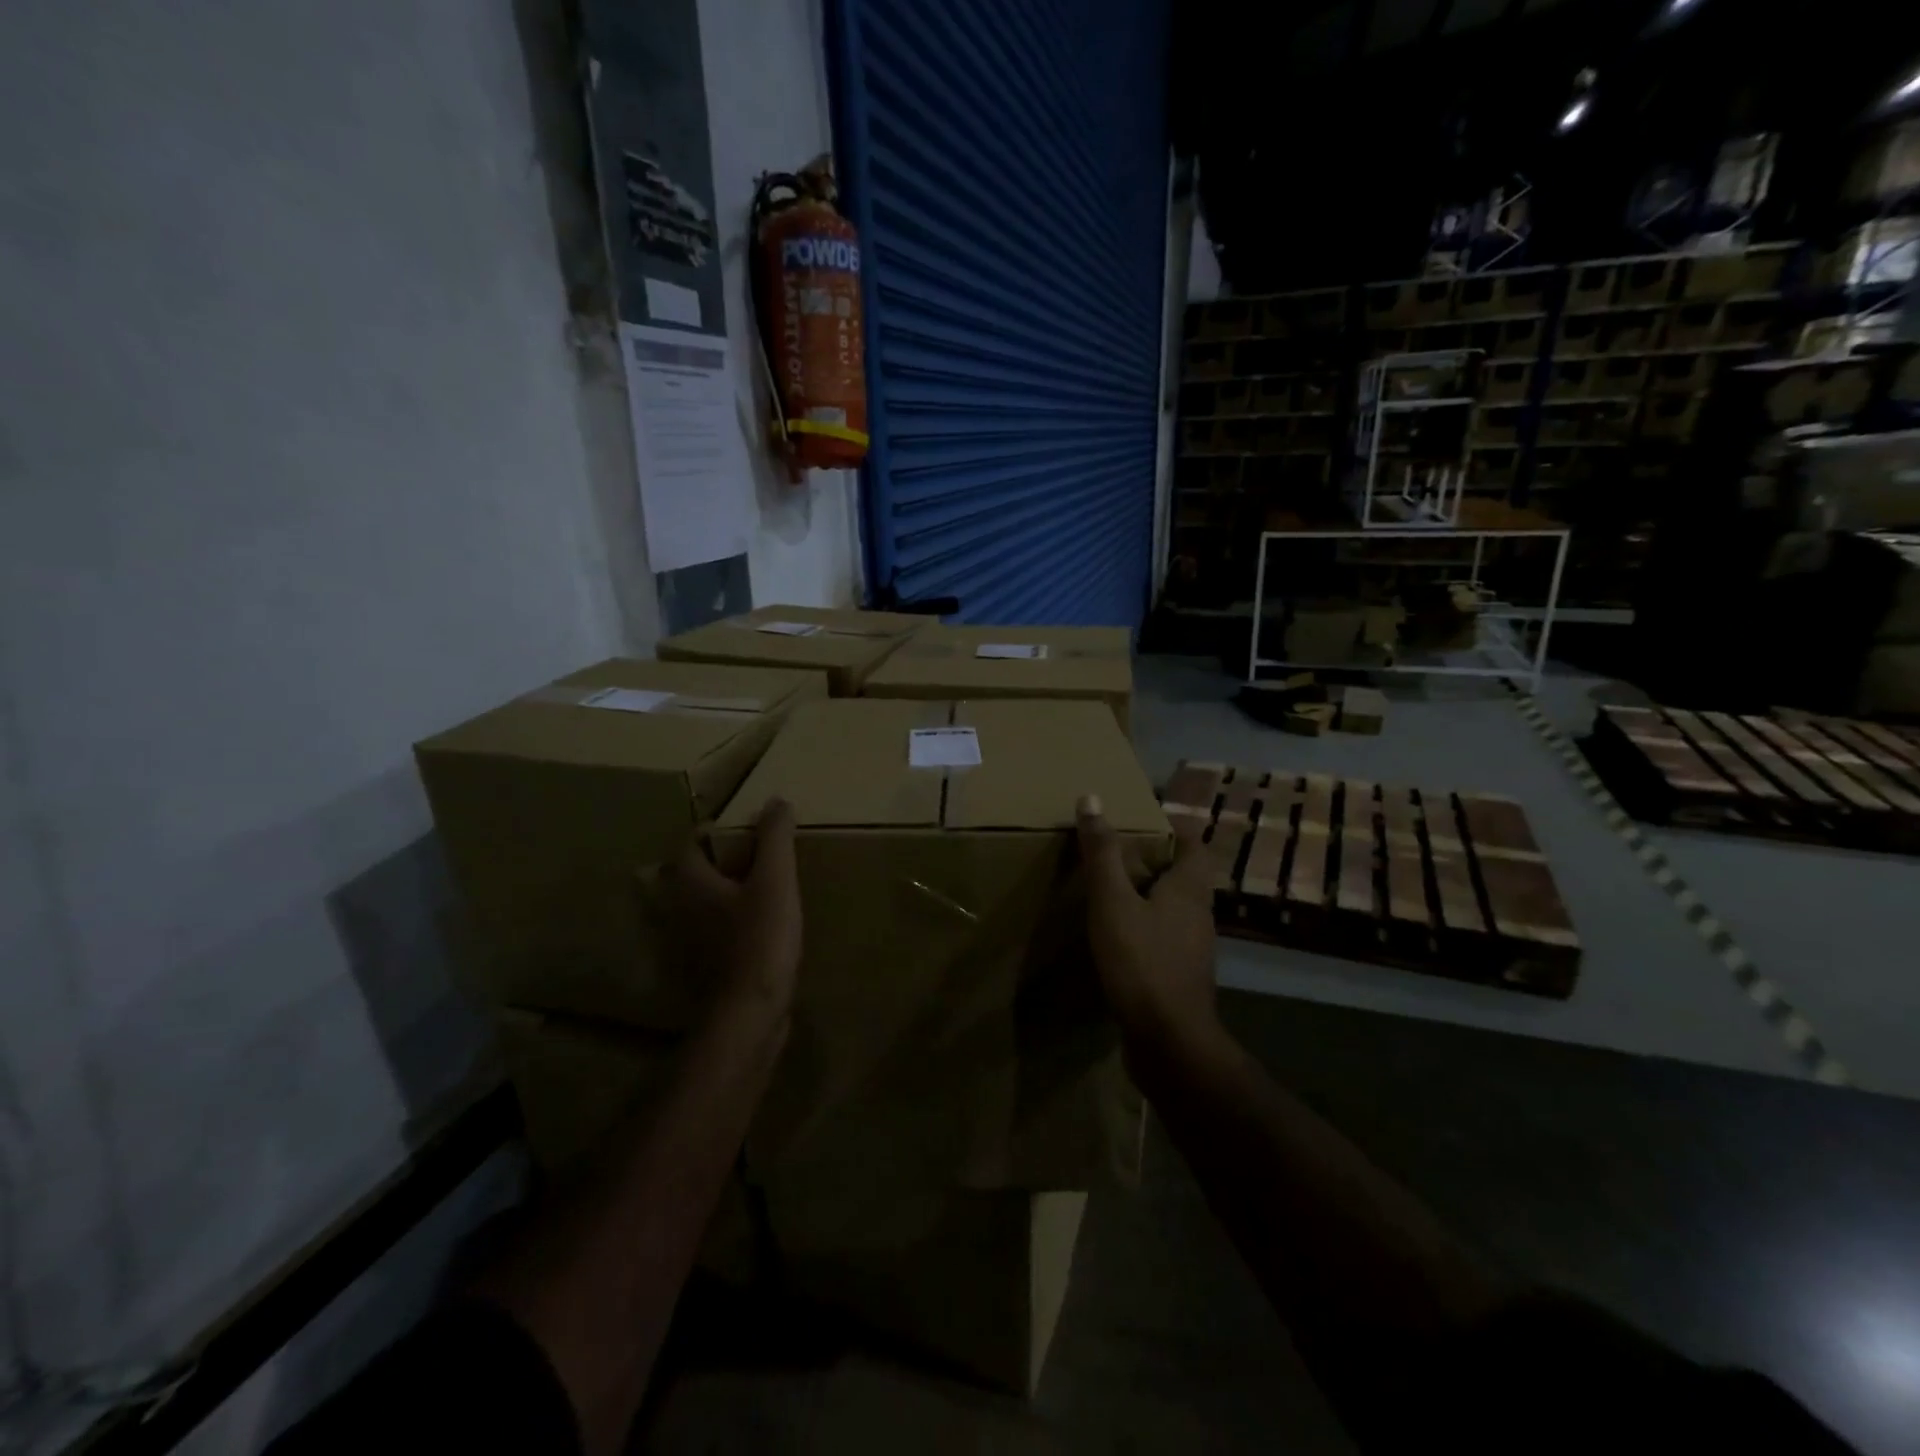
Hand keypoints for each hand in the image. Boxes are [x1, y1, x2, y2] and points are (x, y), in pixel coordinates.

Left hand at [663, 798, 801, 1025]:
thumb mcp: (775, 880)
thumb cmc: (760, 940)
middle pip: (692, 874)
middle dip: (719, 861)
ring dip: (723, 894)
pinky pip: (714, 933)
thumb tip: (777, 801)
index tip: (746, 829)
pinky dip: (730, 924)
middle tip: (755, 855)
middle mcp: (679, 909)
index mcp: (690, 883)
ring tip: (760, 888)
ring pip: (701, 905)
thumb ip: (775, 838)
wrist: (749, 1015)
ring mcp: (688, 943)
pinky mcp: (704, 968)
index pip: (690, 843)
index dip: (715, 831)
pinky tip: (759, 928)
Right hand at [1076, 793, 1219, 1057]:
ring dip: (1150, 897)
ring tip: (1112, 892)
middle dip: (1157, 862)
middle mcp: (1198, 915)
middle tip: (1119, 853)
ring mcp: (1192, 949)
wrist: (1170, 1043)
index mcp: (1189, 889)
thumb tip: (1092, 798)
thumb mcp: (1113, 901)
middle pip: (1185, 876)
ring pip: (1174, 910)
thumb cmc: (1143, 962)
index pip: (1196, 845)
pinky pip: (1164, 940)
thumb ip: (1103, 853)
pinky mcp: (1180, 978)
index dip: (1176, 829)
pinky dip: (1144, 930)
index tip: (1145, 821)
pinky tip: (1117, 939)